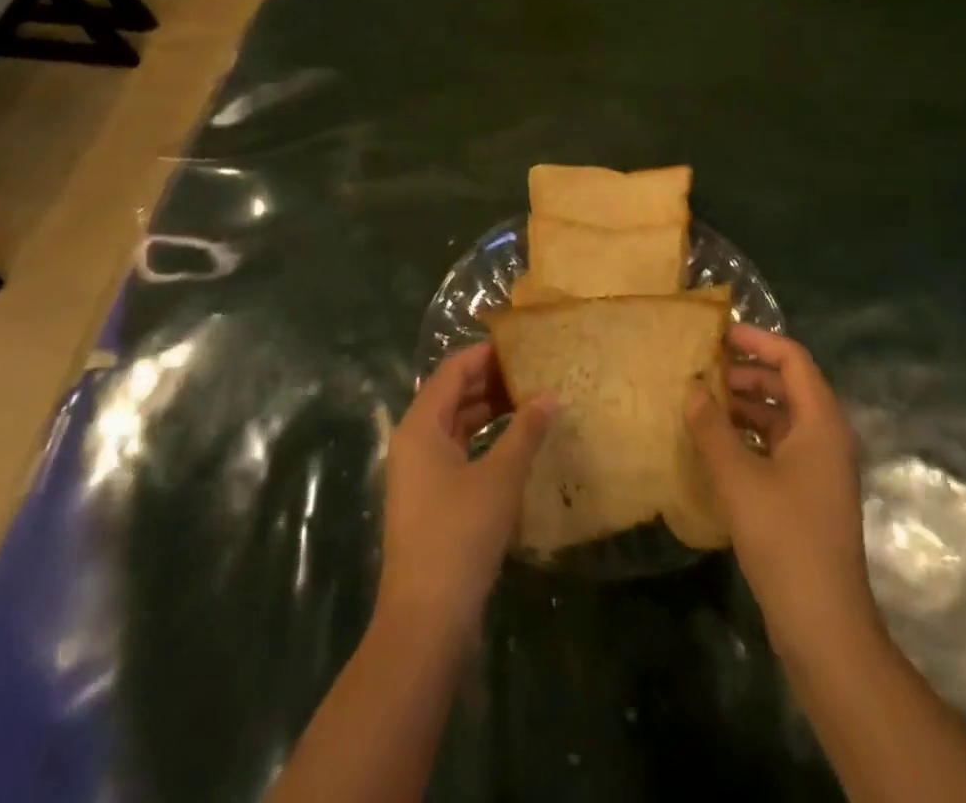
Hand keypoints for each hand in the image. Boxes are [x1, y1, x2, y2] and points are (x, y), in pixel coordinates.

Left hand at [377, 343, 556, 647]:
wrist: (426, 620)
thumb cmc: (460, 535)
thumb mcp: (500, 478)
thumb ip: (526, 432)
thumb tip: (551, 396)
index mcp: (420, 426)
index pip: (452, 370)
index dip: (486, 354)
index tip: (522, 345)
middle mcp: (414, 442)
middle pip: (452, 395)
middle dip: (491, 382)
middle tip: (533, 372)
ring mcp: (419, 473)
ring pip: (456, 426)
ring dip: (489, 412)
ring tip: (531, 401)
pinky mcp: (430, 500)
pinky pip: (458, 453)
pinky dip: (484, 442)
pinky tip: (515, 445)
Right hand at [686, 326, 876, 657]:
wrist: (823, 624)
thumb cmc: (784, 537)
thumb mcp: (738, 477)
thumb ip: (711, 427)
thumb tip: (692, 390)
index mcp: (821, 423)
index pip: (793, 359)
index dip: (757, 341)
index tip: (717, 335)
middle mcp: (826, 437)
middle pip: (788, 385)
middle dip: (746, 372)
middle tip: (702, 369)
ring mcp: (820, 469)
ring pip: (781, 417)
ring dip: (745, 405)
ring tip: (702, 402)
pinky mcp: (809, 495)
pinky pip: (778, 446)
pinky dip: (749, 435)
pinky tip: (716, 443)